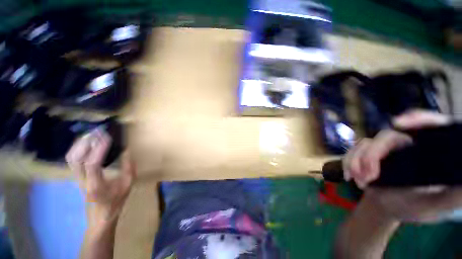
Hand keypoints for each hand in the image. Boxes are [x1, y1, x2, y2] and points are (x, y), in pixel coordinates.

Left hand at [66, 128, 135, 225]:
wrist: (100, 216)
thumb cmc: (116, 201)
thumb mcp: (128, 184)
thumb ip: (128, 167)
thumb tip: (127, 150)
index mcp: (96, 185)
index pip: (92, 164)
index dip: (99, 149)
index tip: (108, 137)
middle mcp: (82, 180)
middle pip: (76, 158)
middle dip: (86, 142)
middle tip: (99, 131)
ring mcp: (76, 178)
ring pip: (71, 157)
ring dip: (80, 143)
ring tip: (92, 134)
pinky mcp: (76, 176)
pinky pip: (72, 159)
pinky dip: (77, 148)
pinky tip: (85, 142)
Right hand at [344, 109, 461, 221]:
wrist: (385, 207)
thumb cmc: (412, 207)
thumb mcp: (435, 205)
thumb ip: (453, 195)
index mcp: (427, 152)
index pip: (430, 126)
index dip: (417, 119)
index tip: (398, 123)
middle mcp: (406, 145)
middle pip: (386, 137)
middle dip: (371, 157)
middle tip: (368, 177)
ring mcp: (384, 148)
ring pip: (364, 144)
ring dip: (356, 162)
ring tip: (359, 182)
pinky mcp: (366, 152)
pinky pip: (352, 151)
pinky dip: (347, 163)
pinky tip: (349, 176)